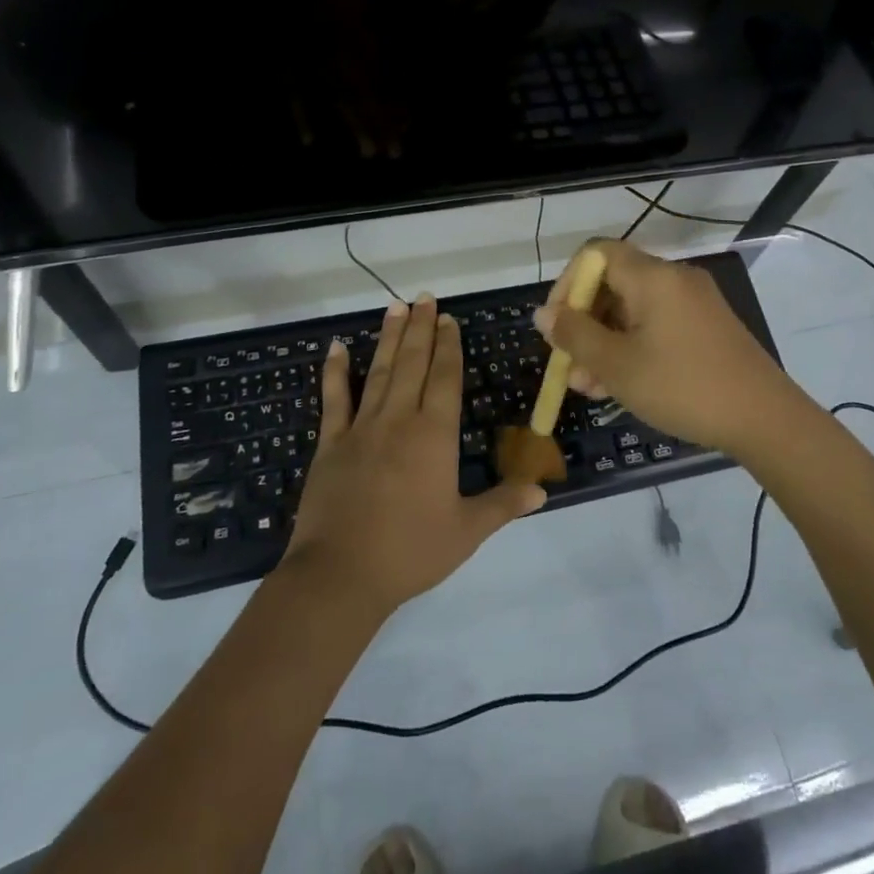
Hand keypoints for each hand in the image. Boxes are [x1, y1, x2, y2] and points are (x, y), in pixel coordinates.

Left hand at [284, 296, 545, 613]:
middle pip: (413, 364)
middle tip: (425, 298)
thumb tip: (543, 490)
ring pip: (379, 372)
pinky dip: (335, 372)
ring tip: (395, 307)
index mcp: (434, 435)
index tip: (449, 319)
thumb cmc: (410, 551)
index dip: (448, 346)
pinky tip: (336, 347)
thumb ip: (504, 504)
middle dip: (421, 329)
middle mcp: (399, 420)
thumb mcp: (466, 531)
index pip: (445, 378)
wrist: (341, 575)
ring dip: (389, 338)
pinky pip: (334, 399)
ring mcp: (361, 428)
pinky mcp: (331, 444)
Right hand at [535, 240, 818, 458]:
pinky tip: (619, 386)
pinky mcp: (706, 327)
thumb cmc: (682, 387)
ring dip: (604, 343)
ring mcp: (694, 303)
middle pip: (613, 285)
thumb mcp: (617, 365)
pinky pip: (656, 325)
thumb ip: (575, 335)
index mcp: (652, 277)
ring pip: (633, 311)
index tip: (556, 324)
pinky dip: (632, 347)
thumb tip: (543, 314)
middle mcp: (674, 279)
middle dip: (584, 324)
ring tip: (588, 387)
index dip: (567, 284)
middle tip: (569, 366)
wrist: (765, 419)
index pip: (595, 254)